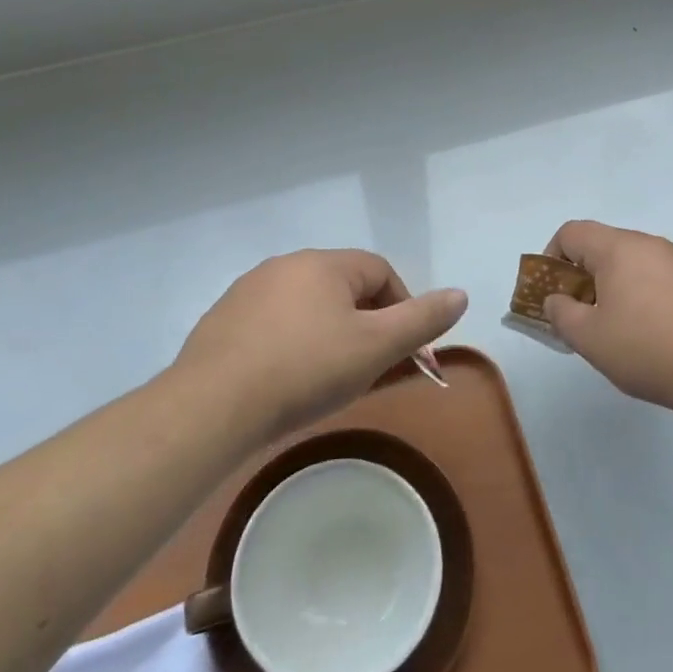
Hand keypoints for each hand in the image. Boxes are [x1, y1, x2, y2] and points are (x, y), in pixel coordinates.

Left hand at [173, 250, 467, 440]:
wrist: (212, 407)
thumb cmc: (306, 370)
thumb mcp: (376, 347)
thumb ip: (422, 319)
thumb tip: (460, 294)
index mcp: (325, 263)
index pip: (381, 272)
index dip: (403, 308)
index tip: (405, 350)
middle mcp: (285, 265)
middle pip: (344, 287)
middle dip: (367, 324)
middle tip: (371, 367)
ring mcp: (248, 291)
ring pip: (307, 306)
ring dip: (329, 333)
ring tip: (329, 377)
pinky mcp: (222, 321)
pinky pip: (273, 324)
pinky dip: (291, 344)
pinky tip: (285, 380)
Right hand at [542, 221, 672, 415]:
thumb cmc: (650, 349)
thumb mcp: (590, 338)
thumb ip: (561, 314)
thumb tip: (556, 299)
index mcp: (619, 248)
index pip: (571, 233)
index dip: (551, 258)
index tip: (552, 295)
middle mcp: (650, 244)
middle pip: (602, 247)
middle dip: (581, 278)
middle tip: (580, 318)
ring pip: (631, 264)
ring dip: (612, 289)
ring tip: (615, 332)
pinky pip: (657, 278)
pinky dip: (641, 297)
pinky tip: (651, 336)